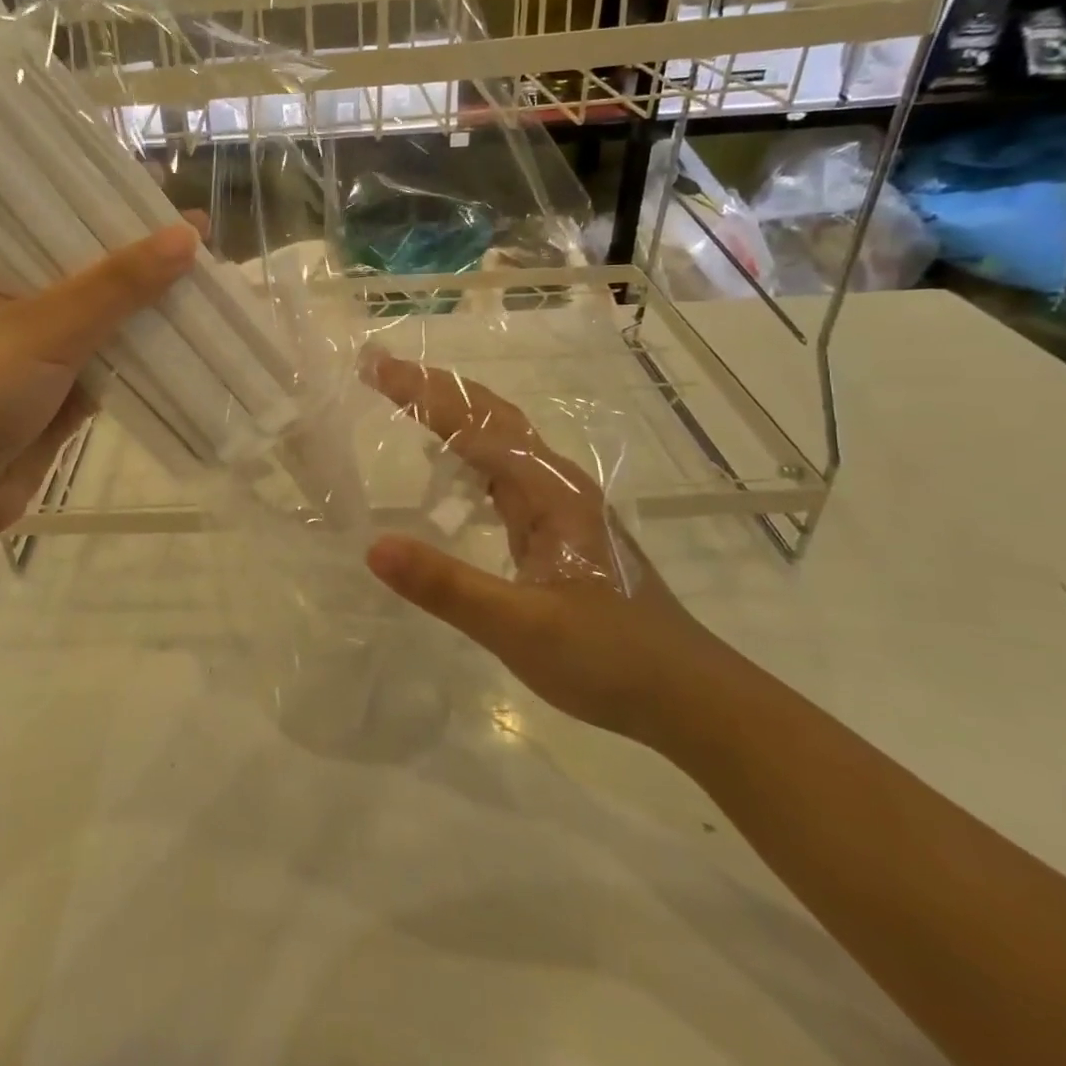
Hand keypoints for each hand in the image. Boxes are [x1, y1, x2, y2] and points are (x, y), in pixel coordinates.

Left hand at [0, 223, 198, 533]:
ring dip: (144, 317)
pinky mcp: (53, 403)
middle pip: (83, 281)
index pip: (51, 229)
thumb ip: (118, 284)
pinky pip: (105, 372)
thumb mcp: (45, 325)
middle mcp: (4, 311)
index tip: (164, 204)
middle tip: (199, 245)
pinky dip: (140, 362)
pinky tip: (186, 340)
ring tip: (206, 287)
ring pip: (99, 329)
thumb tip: (190, 235)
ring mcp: (30, 360)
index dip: (108, 217)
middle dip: (136, 270)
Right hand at [359, 352, 730, 745]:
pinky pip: (503, 474)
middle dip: (435, 388)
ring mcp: (560, 507)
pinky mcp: (557, 532)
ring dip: (452, 415)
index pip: (475, 423)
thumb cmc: (611, 658)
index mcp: (549, 491)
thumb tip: (373, 547)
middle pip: (490, 416)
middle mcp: (556, 484)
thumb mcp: (520, 627)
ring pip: (499, 441)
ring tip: (404, 401)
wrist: (691, 698)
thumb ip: (447, 586)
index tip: (375, 367)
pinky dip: (468, 453)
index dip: (423, 392)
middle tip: (380, 370)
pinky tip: (449, 468)